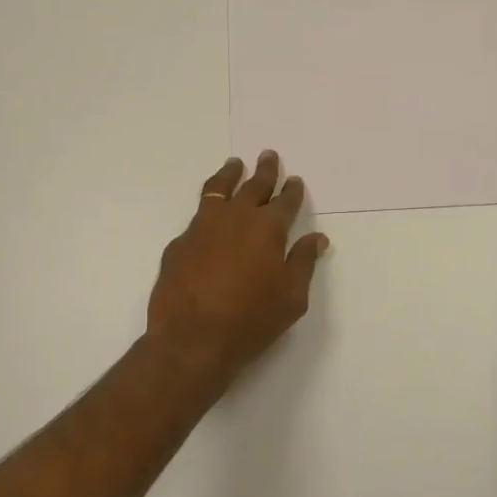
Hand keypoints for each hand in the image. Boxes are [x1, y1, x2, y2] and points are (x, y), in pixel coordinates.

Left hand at [146, 152, 330, 382]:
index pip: (285, 202)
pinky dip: (208, 209)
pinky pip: (197, 217)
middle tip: (269, 156)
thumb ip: (303, 263)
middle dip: (265, 171)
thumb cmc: (251, 321)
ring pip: (218, 190)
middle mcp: (235, 218)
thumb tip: (317, 239)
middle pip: (253, 186)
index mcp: (268, 229)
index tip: (295, 181)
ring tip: (234, 164)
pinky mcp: (179, 243)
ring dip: (230, 175)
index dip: (292, 191)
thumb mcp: (291, 298)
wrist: (191, 341)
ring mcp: (202, 228)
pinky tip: (209, 216)